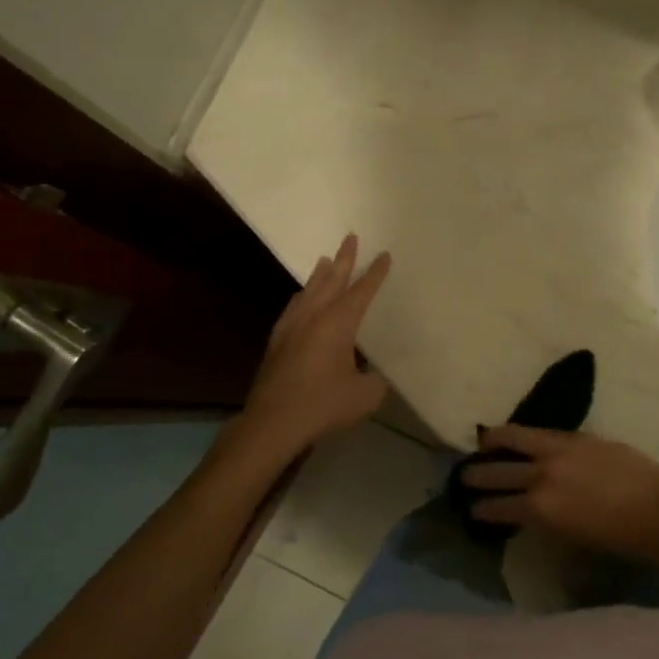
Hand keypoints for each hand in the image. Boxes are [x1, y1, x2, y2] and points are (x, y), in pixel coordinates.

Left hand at [241, 234, 390, 454]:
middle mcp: (314, 316)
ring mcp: (291, 327)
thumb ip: (375, 381)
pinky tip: (301, 300)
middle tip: (350, 237)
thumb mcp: (365, 395)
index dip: (375, 274)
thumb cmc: (324, 404)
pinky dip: (303, 296)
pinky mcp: (277, 341)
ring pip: (309, 291)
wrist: (274, 420)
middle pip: (331, 280)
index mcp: (338, 323)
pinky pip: (294, 307)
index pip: (361, 291)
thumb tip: (372, 376)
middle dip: (344, 259)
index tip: (384, 255)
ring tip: (325, 260)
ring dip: (320, 275)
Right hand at [461, 425, 658, 564]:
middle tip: (464, 476)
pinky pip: (541, 432)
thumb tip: (530, 512)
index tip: (471, 509)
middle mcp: (542, 475)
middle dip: (477, 475)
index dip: (482, 509)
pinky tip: (520, 436)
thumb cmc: (622, 538)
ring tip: (483, 442)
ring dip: (494, 441)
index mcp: (541, 508)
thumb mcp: (574, 536)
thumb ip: (547, 520)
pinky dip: (525, 435)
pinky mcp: (577, 437)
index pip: (499, 507)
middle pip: (498, 471)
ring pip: (515, 438)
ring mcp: (559, 450)